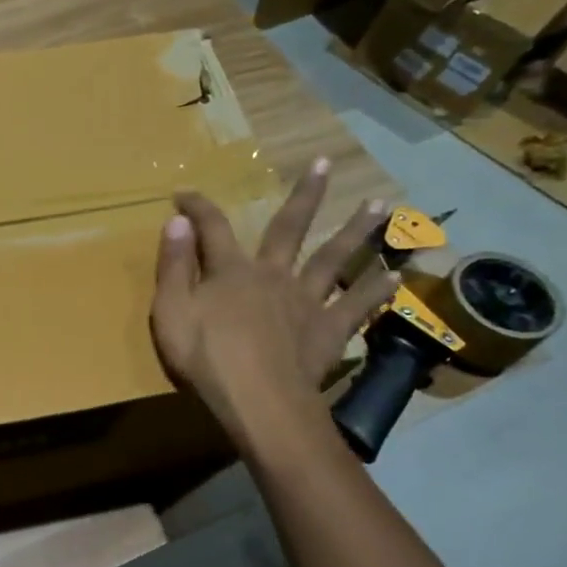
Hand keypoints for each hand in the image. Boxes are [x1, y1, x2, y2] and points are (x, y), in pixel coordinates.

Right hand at [151, 160, 397, 423]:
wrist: (259, 402)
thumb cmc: (206, 358)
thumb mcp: (170, 311)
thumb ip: (173, 266)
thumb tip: (177, 222)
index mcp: (230, 271)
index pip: (211, 227)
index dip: (197, 207)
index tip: (184, 194)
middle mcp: (273, 275)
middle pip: (289, 228)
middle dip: (304, 195)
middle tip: (324, 164)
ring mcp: (306, 301)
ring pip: (334, 258)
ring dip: (357, 230)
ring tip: (381, 205)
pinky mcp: (329, 330)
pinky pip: (356, 306)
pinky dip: (376, 290)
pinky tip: (396, 276)